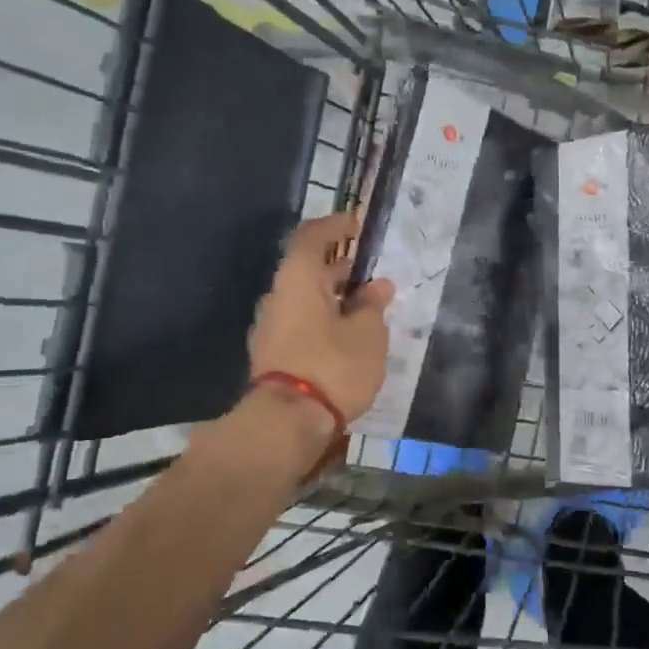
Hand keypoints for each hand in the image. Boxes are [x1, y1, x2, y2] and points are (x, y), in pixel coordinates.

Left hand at [247, 210, 394, 425]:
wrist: (287, 422)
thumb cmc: (333, 365)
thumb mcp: (368, 333)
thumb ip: (373, 305)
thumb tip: (377, 287)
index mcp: (298, 279)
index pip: (312, 236)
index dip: (335, 226)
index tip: (358, 226)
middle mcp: (278, 296)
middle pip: (307, 269)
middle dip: (340, 268)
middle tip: (371, 274)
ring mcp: (270, 327)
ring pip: (304, 299)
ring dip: (333, 298)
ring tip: (366, 310)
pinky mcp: (272, 354)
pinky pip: (300, 323)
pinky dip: (323, 320)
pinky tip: (347, 337)